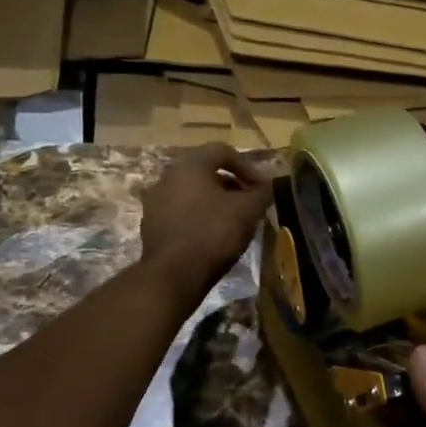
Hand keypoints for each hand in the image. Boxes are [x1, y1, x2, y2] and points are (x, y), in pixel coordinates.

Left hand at [138, 144, 274, 301]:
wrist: (174, 275)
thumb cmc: (213, 233)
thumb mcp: (248, 211)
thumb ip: (263, 192)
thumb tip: (273, 183)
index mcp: (189, 165)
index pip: (223, 151)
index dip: (248, 167)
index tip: (263, 187)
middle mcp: (167, 176)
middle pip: (206, 171)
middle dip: (232, 184)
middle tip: (250, 201)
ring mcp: (155, 201)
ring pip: (193, 192)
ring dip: (215, 201)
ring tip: (234, 219)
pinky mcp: (152, 225)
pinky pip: (181, 211)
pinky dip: (199, 216)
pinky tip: (213, 235)